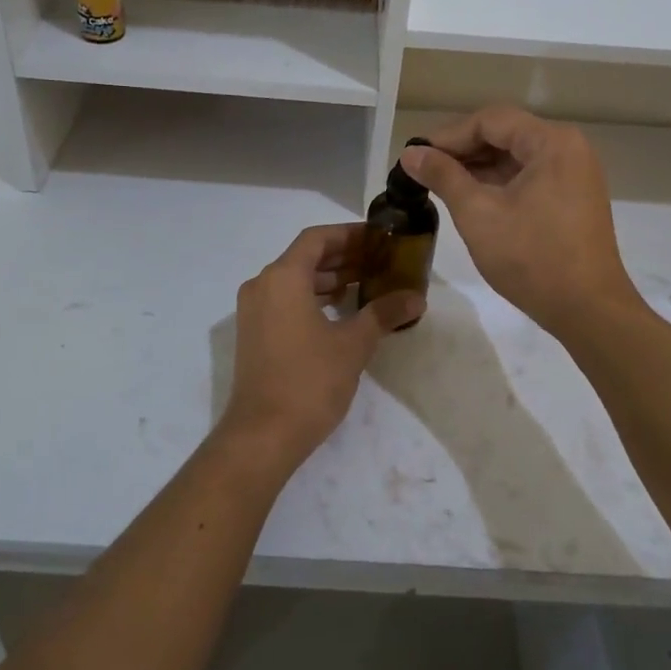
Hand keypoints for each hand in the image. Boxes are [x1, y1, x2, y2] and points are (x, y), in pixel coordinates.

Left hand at [221, 223, 424, 471]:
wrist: (262, 435)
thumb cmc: (309, 381)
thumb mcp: (353, 344)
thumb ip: (384, 313)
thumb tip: (417, 298)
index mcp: (283, 277)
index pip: (317, 238)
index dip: (349, 234)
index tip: (378, 239)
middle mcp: (262, 285)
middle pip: (305, 257)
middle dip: (343, 256)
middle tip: (380, 260)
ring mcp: (254, 310)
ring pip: (295, 279)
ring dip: (329, 278)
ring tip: (367, 283)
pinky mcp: (254, 333)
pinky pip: (285, 299)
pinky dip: (313, 297)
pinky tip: (341, 310)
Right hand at [403, 106, 639, 339]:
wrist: (588, 311)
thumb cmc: (531, 258)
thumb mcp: (478, 213)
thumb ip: (443, 176)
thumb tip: (411, 152)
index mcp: (552, 142)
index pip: (490, 120)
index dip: (449, 135)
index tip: (416, 155)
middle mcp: (569, 148)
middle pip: (505, 134)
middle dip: (462, 150)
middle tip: (424, 170)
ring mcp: (575, 173)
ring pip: (516, 156)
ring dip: (479, 167)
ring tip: (441, 184)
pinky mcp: (574, 197)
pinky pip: (530, 176)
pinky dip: (499, 182)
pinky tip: (471, 197)